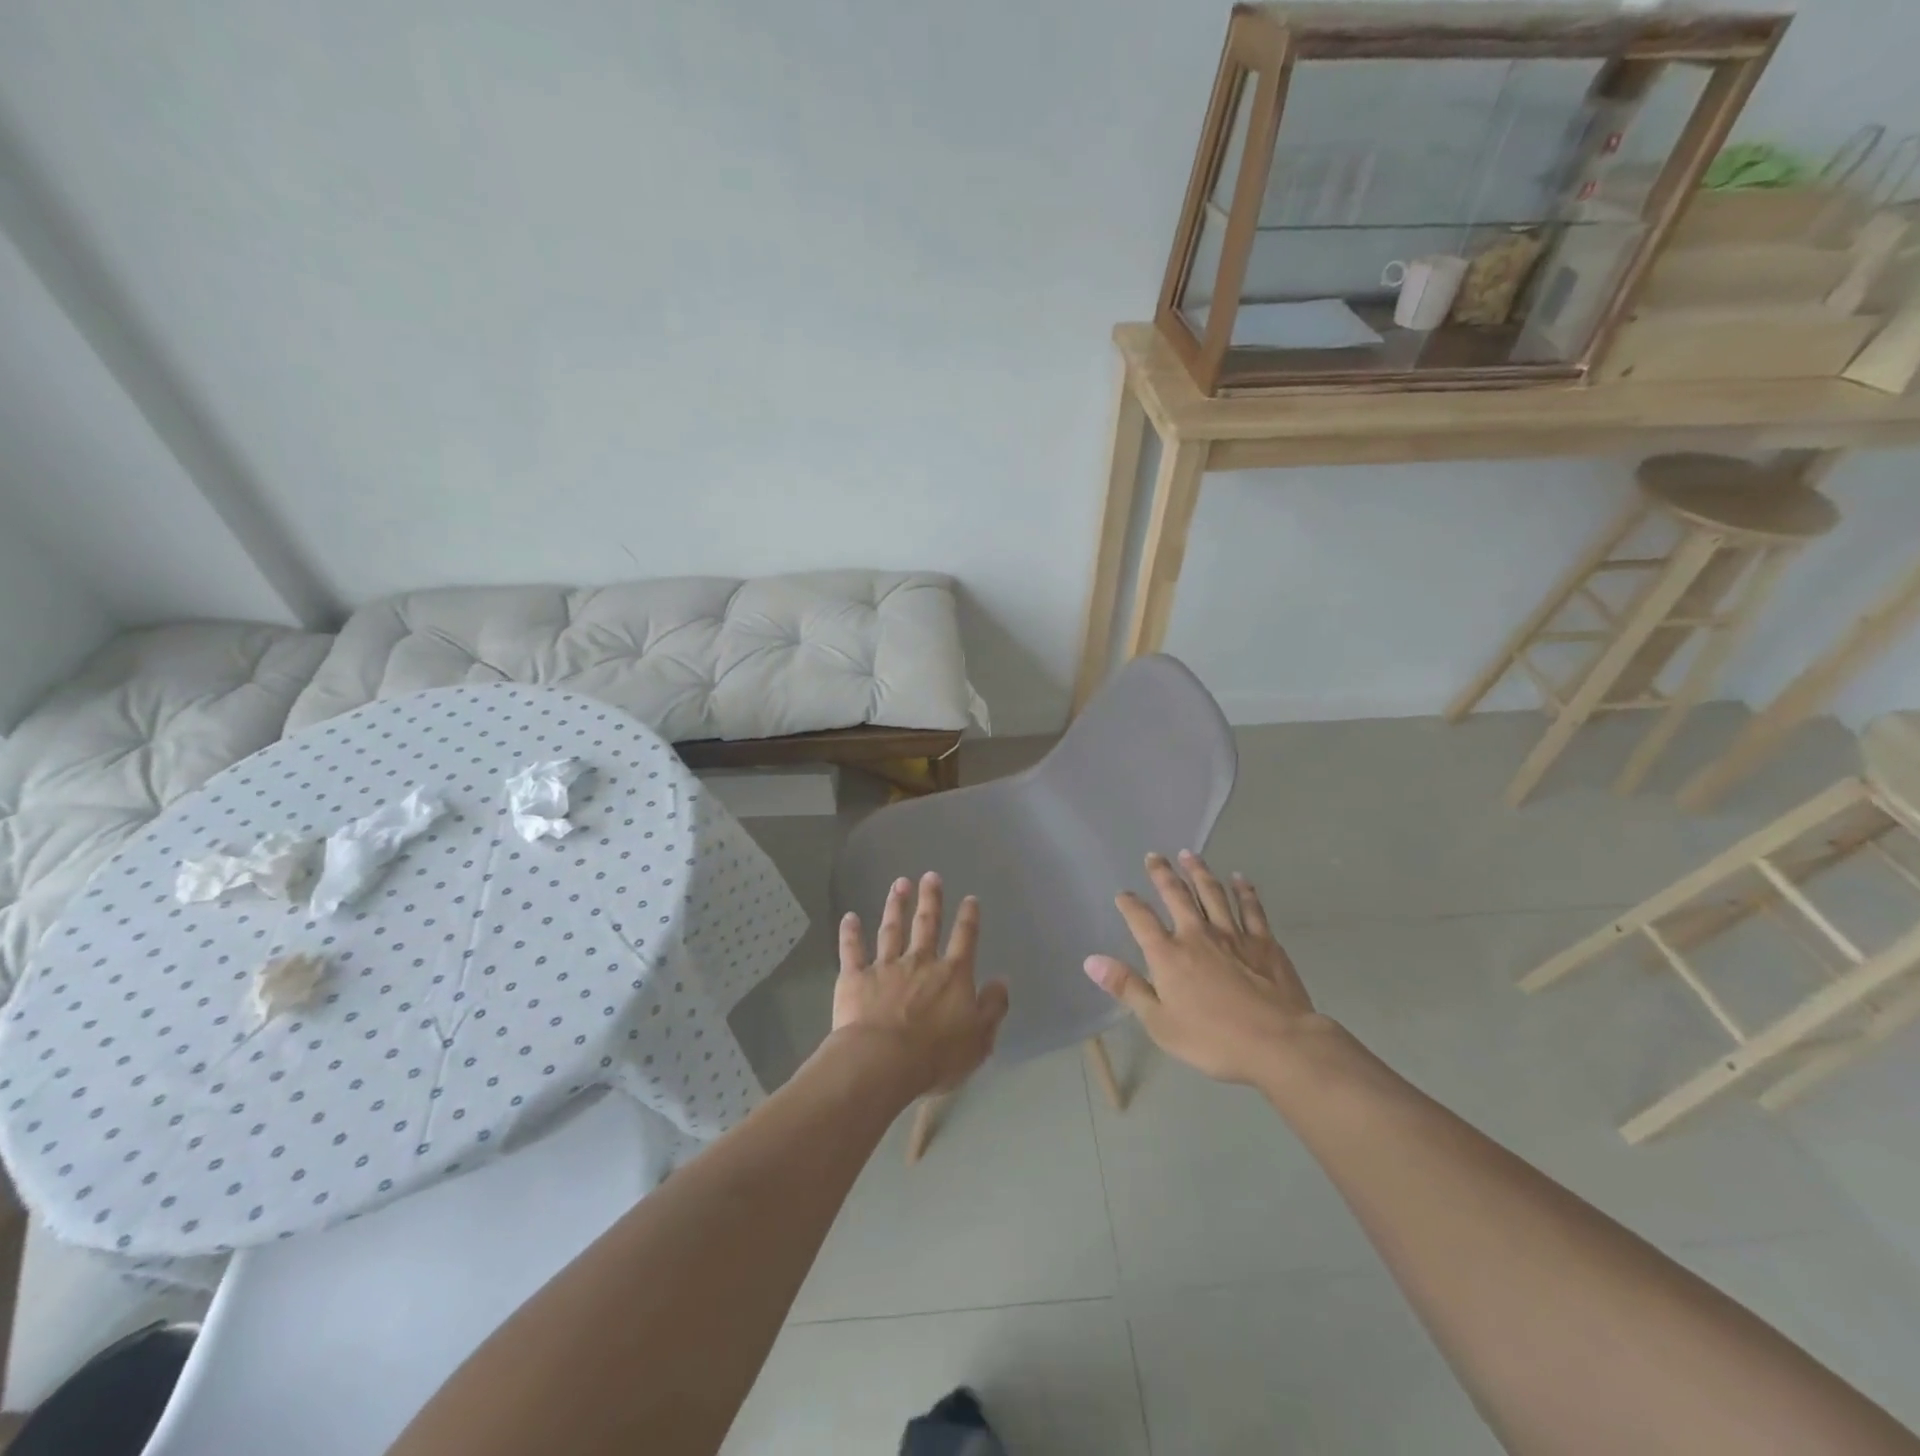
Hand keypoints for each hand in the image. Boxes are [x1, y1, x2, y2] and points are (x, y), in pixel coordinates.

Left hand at [833, 873, 1009, 1098]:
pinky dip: (850, 933)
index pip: (964, 939)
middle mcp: (920, 962)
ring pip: (891, 930)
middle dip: (930, 899)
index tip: (970, 898)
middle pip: (927, 924)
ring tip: (899, 884)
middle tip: (931, 876)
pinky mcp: (855, 979)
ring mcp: (886, 967)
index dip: (969, 918)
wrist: (883, 1062)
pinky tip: (848, 917)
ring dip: (895, 906)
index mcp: (952, 975)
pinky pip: (852, 950)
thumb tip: (1002, 981)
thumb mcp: (979, 1038)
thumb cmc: (936, 1055)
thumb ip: (992, 1007)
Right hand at [1084, 851, 1325, 1086]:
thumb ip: (1127, 988)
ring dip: (1199, 872)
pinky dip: (1244, 891)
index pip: (1141, 920)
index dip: (1129, 905)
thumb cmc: (1212, 1039)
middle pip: (1176, 895)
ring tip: (1190, 855)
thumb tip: (1091, 961)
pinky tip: (1239, 878)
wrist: (1277, 1042)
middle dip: (1163, 874)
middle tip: (1155, 856)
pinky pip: (1251, 908)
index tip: (1123, 894)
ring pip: (1212, 893)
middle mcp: (1197, 935)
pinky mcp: (1264, 942)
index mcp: (1168, 955)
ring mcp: (1233, 935)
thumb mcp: (1159, 1022)